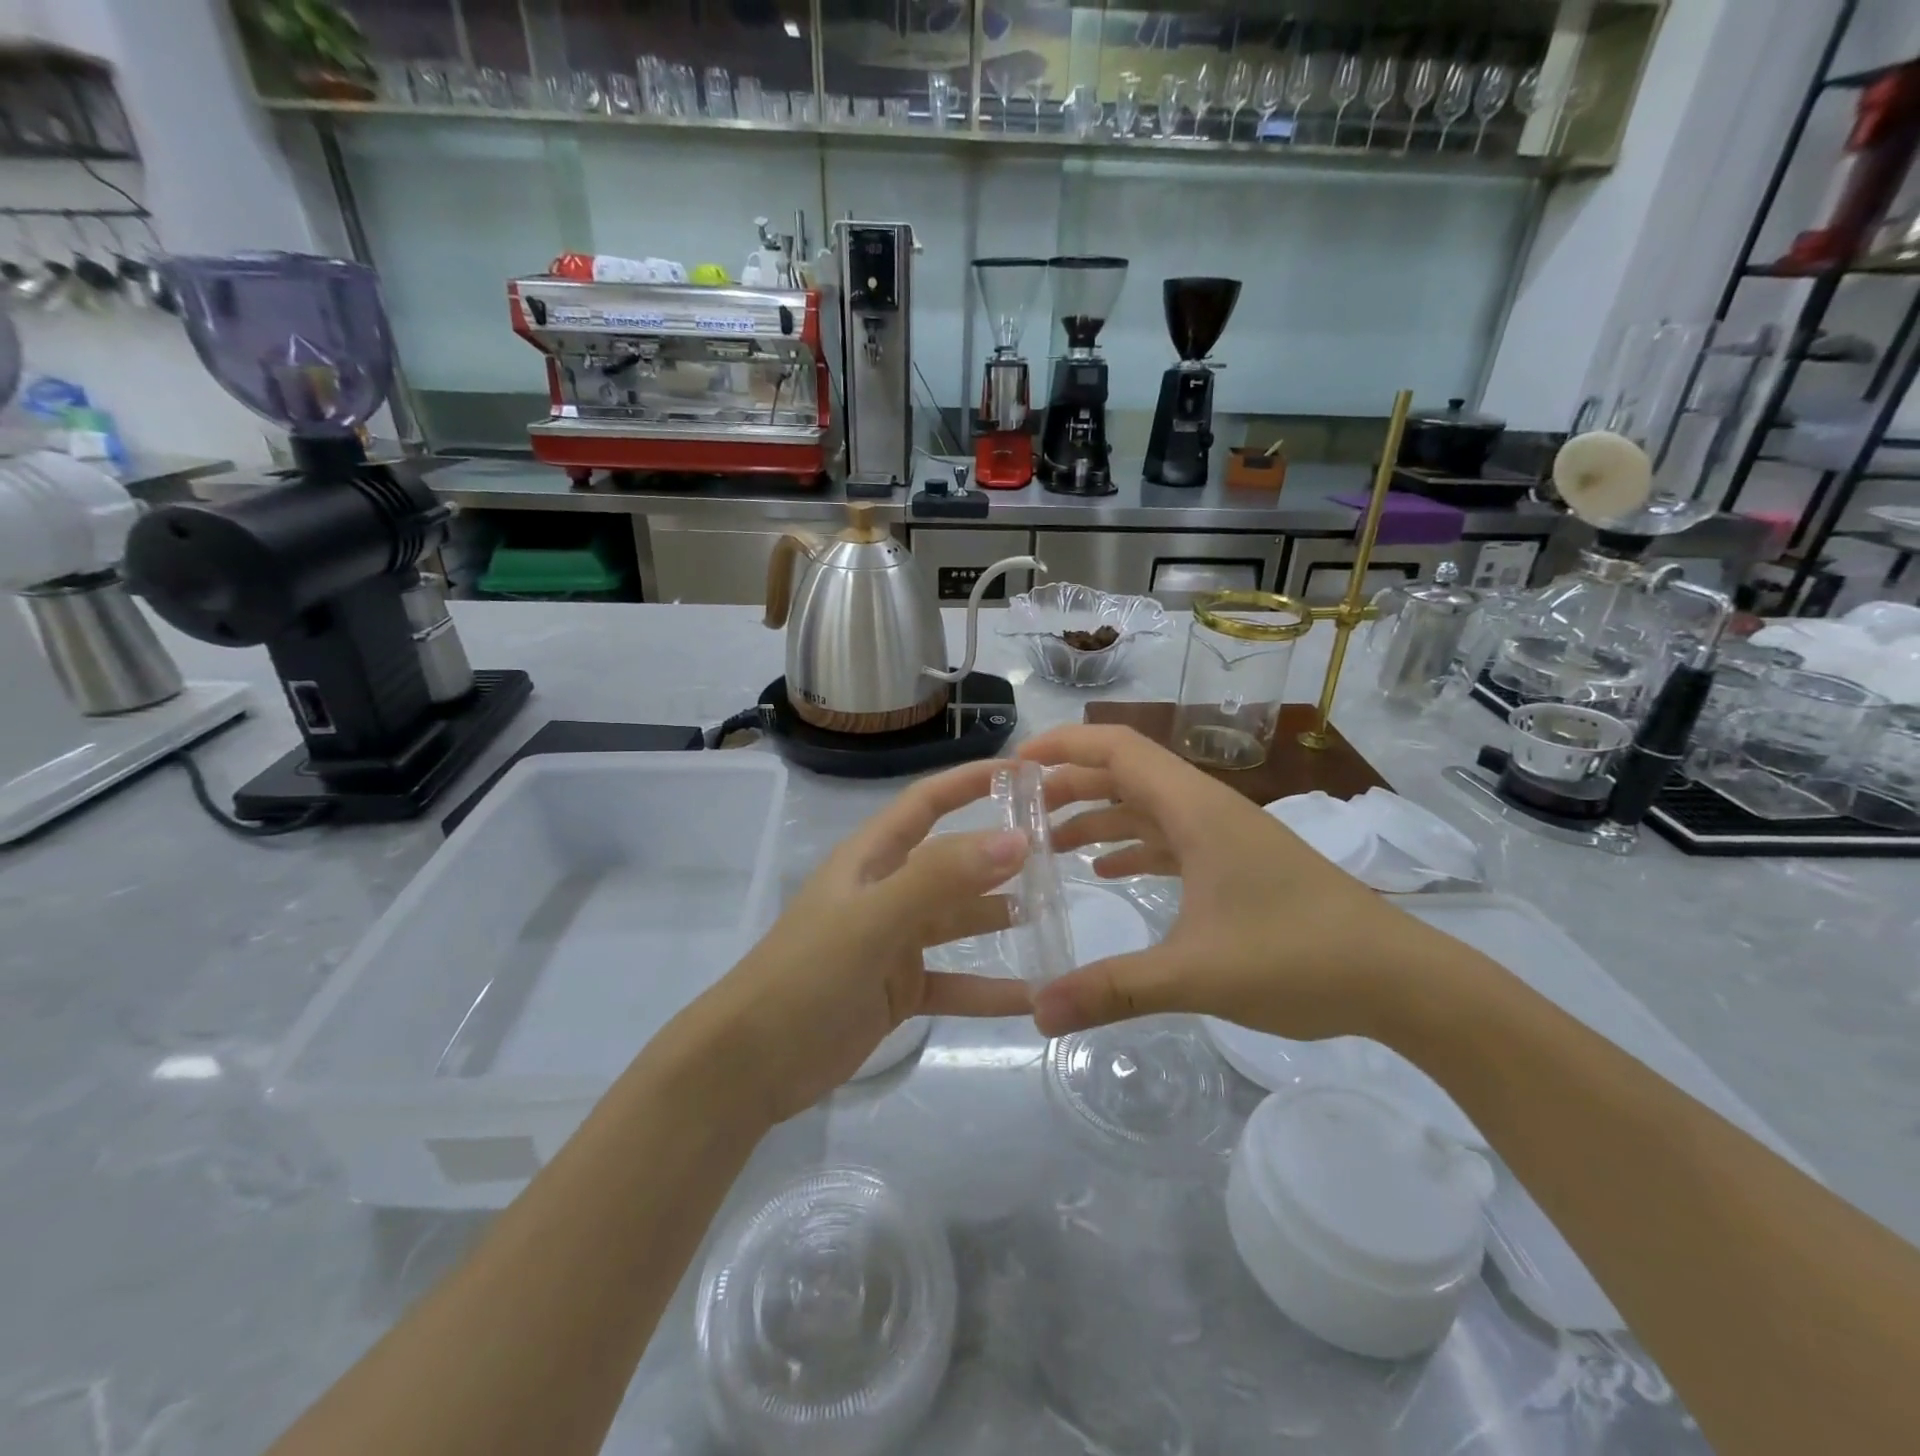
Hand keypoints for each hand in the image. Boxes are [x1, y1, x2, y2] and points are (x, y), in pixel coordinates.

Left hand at [692, 759, 1031, 1124]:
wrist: (749, 1065)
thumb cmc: (807, 975)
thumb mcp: (874, 920)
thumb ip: (941, 878)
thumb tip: (1015, 839)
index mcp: (871, 859)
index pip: (927, 803)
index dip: (971, 781)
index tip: (1026, 773)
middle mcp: (885, 891)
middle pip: (951, 862)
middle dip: (1000, 854)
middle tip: (1060, 852)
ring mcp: (892, 942)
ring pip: (957, 920)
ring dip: (1000, 917)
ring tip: (1054, 915)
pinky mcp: (897, 989)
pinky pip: (953, 980)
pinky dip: (988, 987)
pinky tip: (1032, 995)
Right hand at [1023, 725, 1445, 1041]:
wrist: (1399, 979)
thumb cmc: (1297, 958)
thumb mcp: (1195, 975)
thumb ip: (1113, 989)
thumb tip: (1037, 1013)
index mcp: (1194, 809)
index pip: (1116, 747)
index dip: (1062, 745)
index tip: (1014, 767)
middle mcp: (1205, 809)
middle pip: (1124, 773)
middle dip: (1068, 785)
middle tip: (1019, 814)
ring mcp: (1224, 836)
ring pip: (1146, 807)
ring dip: (1097, 815)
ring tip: (1049, 844)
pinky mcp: (1236, 863)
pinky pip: (1169, 839)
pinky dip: (1132, 846)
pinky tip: (1108, 871)